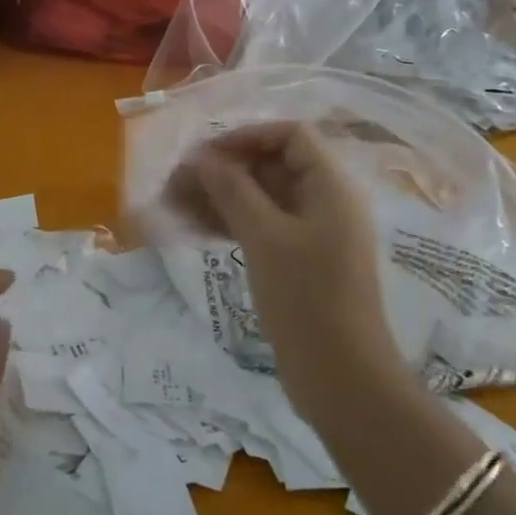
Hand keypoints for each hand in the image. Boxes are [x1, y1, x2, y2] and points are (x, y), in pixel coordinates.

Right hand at [165, 122, 402, 419]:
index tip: (204, 155)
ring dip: (220, 197)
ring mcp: (312, 234)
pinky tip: (195, 228)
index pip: (289, 136)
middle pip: (272, 166)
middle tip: (176, 184)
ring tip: (174, 206)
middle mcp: (325, 203)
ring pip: (262, 199)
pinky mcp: (299, 262)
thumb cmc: (306, 299)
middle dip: (223, 171)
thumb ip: (233, 190)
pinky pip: (262, 227)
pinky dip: (231, 223)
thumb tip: (203, 157)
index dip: (246, 137)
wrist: (341, 378)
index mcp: (331, 187)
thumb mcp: (265, 238)